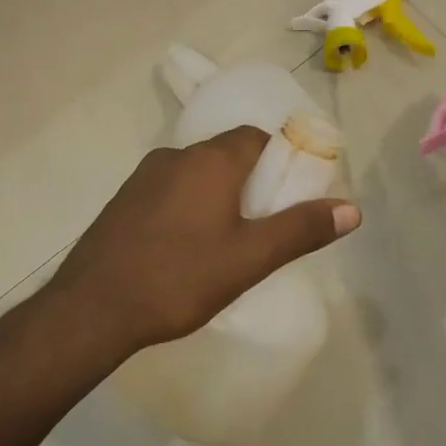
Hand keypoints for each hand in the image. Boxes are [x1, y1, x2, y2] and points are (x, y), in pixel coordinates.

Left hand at [44, 126, 361, 356]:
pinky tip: (185, 247)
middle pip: (225, 154)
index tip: (291, 190)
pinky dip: (186, 206)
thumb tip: (352, 208)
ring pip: (194, 174)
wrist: (92, 308)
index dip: (279, 157)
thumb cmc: (178, 278)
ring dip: (216, 195)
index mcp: (209, 161)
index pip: (255, 137)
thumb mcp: (249, 259)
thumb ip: (299, 230)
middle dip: (250, 180)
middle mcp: (174, 157)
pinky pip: (168, 192)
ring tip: (229, 239)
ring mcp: (142, 178)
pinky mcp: (122, 202)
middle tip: (265, 222)